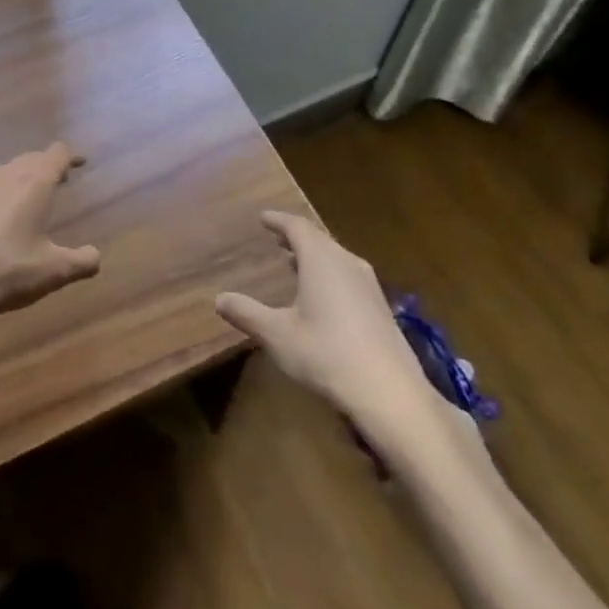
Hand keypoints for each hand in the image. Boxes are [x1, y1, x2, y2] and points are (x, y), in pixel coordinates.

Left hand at [0, 144, 100, 343]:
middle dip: (45, 166)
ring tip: (26, 199)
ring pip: (2, 174)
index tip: (80, 162)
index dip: (70, 156)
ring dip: (18, 181)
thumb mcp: (51, 272)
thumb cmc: (2, 272)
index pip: (56, 154)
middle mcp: (3, 176)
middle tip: (58, 179)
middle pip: (29, 159)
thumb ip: (81, 261)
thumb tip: (95, 256)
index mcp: (32, 183)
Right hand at [216, 211, 431, 430]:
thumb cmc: (326, 354)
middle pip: (319, 239)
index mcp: (321, 260)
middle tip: (277, 237)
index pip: (297, 227)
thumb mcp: (278, 335)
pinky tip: (322, 295)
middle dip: (296, 237)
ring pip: (336, 257)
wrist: (389, 391)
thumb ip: (247, 314)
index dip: (278, 220)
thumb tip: (219, 299)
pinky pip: (348, 275)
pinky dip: (328, 273)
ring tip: (294, 263)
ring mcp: (368, 284)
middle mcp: (347, 262)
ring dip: (313, 256)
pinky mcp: (380, 306)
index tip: (263, 217)